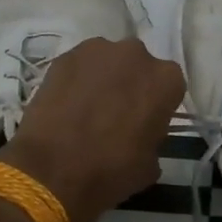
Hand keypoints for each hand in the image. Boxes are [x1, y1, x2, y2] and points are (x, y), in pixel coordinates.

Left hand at [0, 37, 185, 221]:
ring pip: (108, 62)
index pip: (170, 87)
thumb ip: (153, 138)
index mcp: (166, 79)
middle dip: (131, 85)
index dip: (158, 105)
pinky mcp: (64, 56)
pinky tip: (67, 106)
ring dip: (103, 79)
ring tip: (88, 109)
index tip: (147, 123)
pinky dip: (77, 81)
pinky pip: (79, 67)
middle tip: (117, 114)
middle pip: (139, 67)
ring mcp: (97, 50)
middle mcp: (136, 54)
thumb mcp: (150, 164)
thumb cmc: (111, 170)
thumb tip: (142, 137)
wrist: (52, 171)